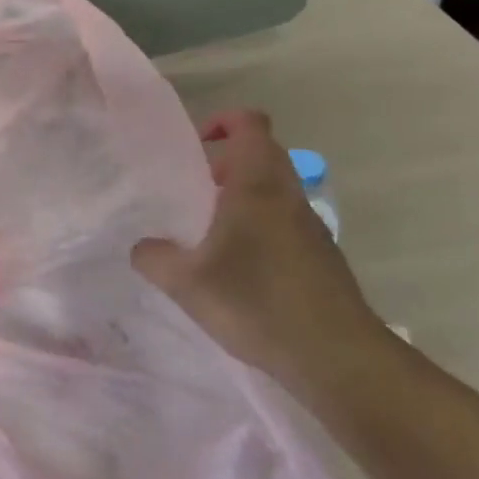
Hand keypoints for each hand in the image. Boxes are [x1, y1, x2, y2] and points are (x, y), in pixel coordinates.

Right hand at [132, 110, 389, 399]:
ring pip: (273, 190)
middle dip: (225, 164)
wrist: (336, 357)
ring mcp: (310, 225)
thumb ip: (154, 258)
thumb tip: (142, 247)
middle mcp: (287, 194)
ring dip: (242, 199)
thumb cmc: (257, 303)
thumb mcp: (187, 283)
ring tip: (209, 236)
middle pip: (261, 154)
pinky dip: (260, 229)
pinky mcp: (321, 255)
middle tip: (194, 193)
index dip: (222, 121)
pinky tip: (239, 271)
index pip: (249, 123)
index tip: (196, 146)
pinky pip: (284, 222)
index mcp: (257, 184)